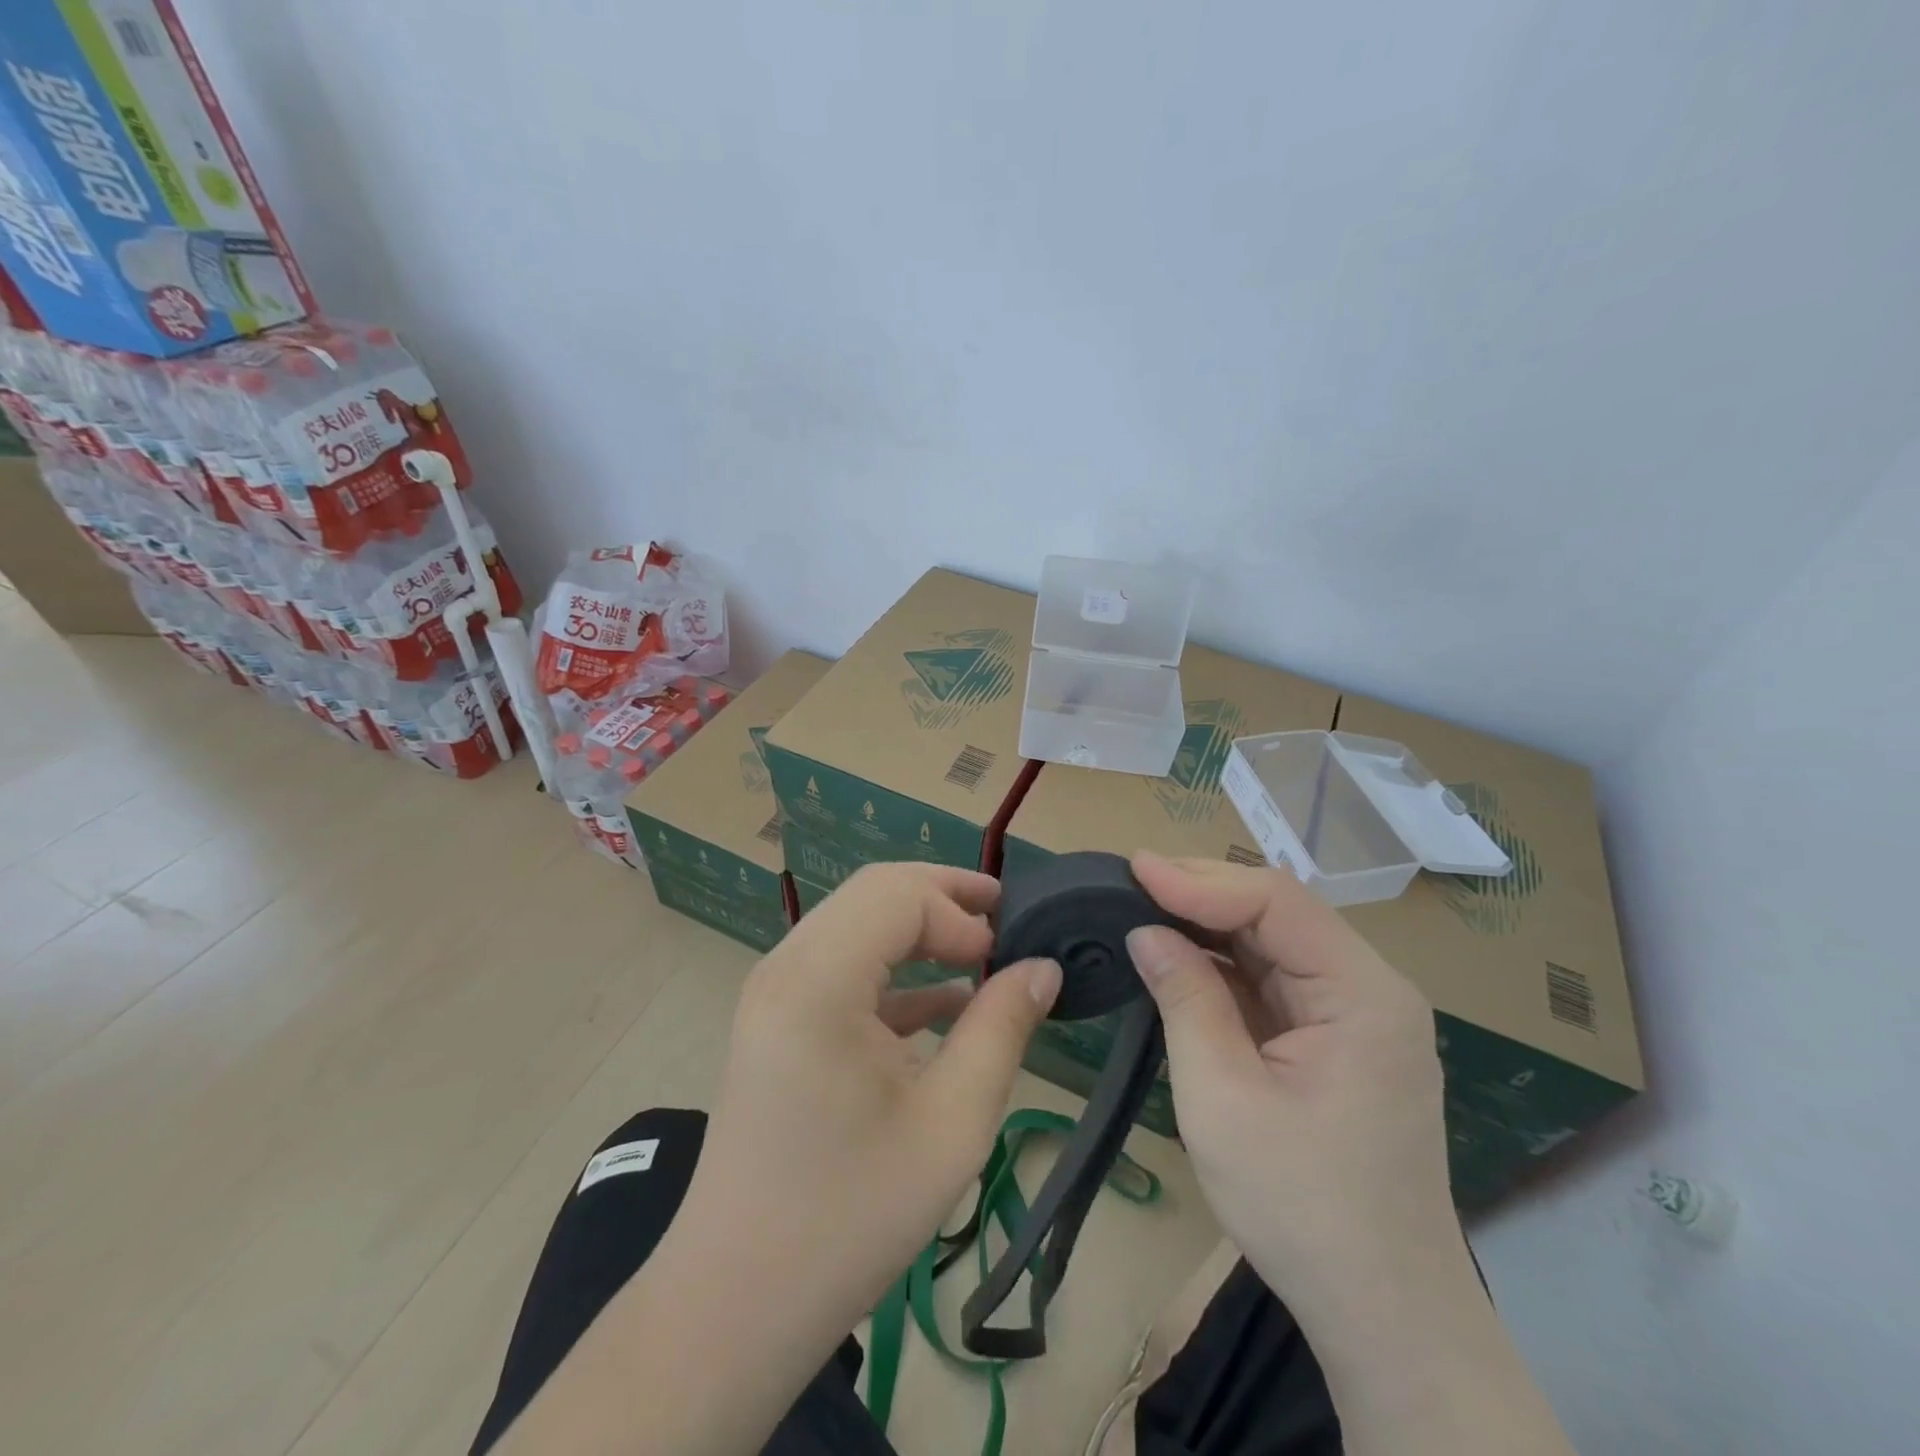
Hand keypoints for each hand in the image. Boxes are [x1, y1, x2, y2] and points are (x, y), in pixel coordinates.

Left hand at [496, 863, 1061, 1455]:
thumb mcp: (950, 1124)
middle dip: (944, 898)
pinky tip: (945, 1005)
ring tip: (984, 950)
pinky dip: (896, 971)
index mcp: (817, 980)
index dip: (961, 913)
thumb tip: (1043, 968)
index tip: (1008, 956)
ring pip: (858, 923)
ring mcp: (776, 992)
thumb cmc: (849, 1218)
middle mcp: (786, 966)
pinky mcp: (779, 1021)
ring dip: (921, 929)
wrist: (735, 1305)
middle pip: (874, 893)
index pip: (898, 895)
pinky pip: (843, 966)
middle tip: (1006, 920)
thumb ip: (1001, 1030)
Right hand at [1125, 852, 1461, 1312]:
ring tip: (1143, 906)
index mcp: (1364, 995)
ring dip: (1208, 924)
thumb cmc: (1302, 1208)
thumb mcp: (1223, 1098)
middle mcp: (1370, 989)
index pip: (1278, 901)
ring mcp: (1355, 1014)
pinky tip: (1179, 956)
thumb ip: (1185, 1000)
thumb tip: (1145, 932)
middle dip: (1202, 893)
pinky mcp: (1335, 1039)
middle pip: (1279, 913)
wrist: (1382, 1313)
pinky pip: (1273, 980)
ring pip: (1273, 942)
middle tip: (1130, 881)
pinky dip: (1223, 964)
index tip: (1134, 870)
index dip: (1200, 879)